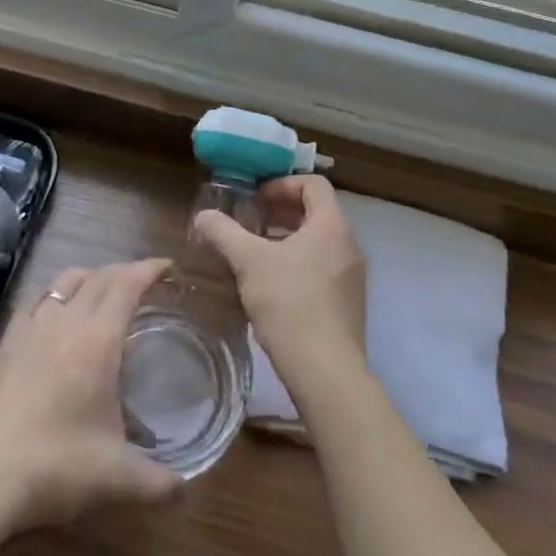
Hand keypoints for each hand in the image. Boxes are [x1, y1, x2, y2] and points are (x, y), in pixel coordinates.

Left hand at [0, 258, 182, 537]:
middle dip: (125, 271)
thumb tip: (183, 489)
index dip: (149, 270)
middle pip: (99, 277)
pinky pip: (36, 301)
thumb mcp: (112, 478)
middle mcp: (66, 321)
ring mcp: (31, 328)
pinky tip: (56, 315)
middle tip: (144, 281)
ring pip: (65, 281)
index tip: (168, 267)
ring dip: (90, 277)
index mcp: (98, 339)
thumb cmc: (52, 466)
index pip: (127, 285)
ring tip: (102, 291)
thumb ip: (154, 481)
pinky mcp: (5, 343)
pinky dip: (55, 295)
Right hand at [196, 174, 367, 406]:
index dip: (283, 184)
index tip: (257, 198)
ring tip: (257, 254)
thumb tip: (203, 216)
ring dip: (289, 239)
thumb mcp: (249, 262)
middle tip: (252, 222)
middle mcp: (349, 244)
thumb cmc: (290, 303)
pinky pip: (324, 269)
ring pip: (320, 243)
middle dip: (283, 212)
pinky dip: (300, 264)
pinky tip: (273, 287)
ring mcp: (352, 277)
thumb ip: (225, 233)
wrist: (326, 372)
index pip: (314, 184)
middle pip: (317, 212)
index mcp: (331, 225)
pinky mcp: (349, 304)